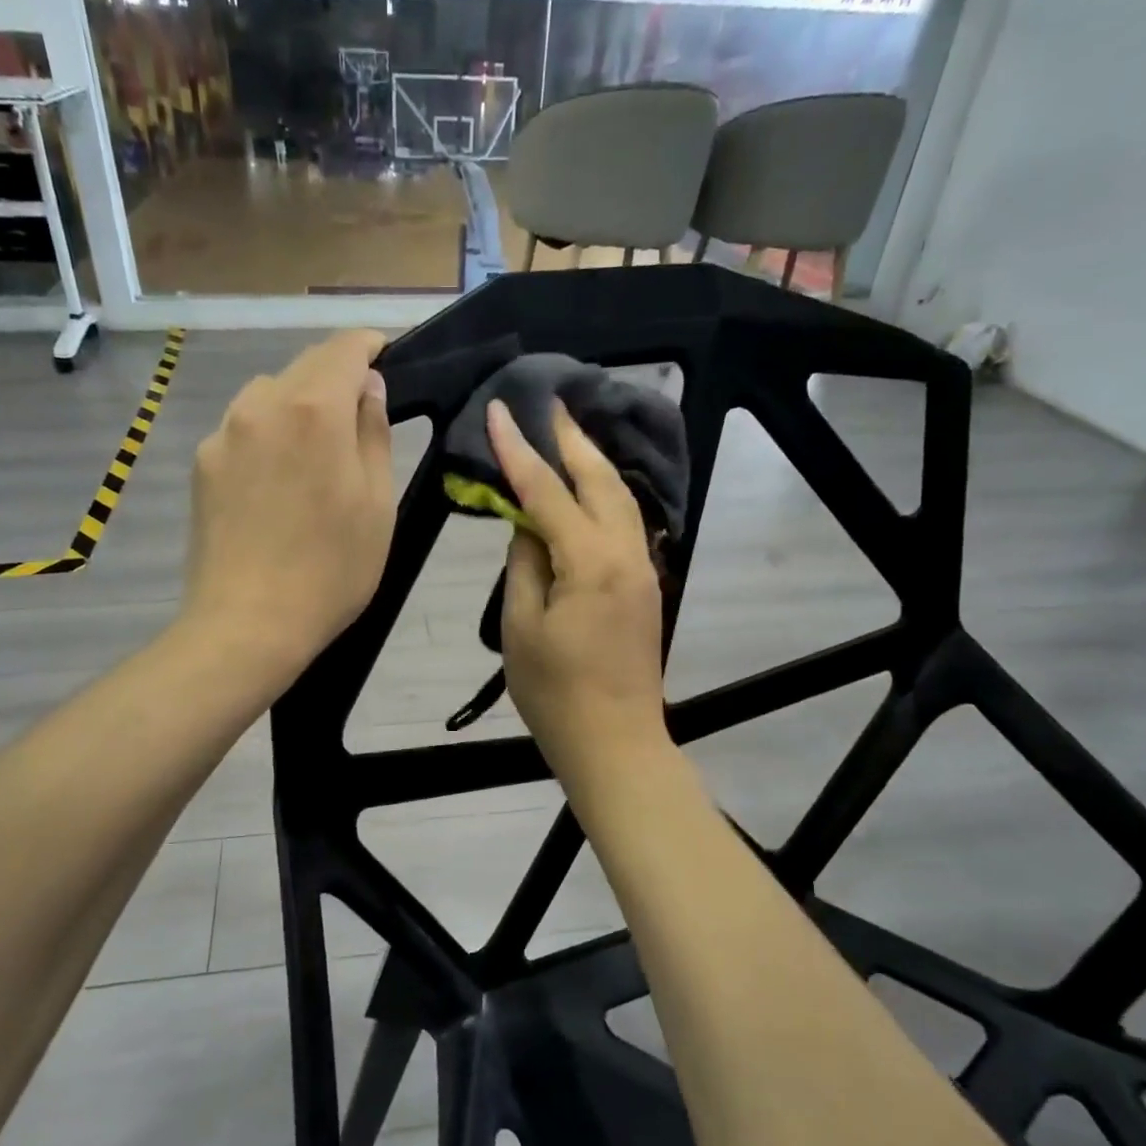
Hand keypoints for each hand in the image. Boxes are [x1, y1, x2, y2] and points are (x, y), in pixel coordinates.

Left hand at [185, 330, 394, 688]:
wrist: (248, 624)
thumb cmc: (331, 571)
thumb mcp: (377, 505)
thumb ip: (374, 434)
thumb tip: (368, 388)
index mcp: (315, 410)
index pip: (344, 348)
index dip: (369, 345)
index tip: (385, 356)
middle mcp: (263, 405)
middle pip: (304, 366)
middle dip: (336, 376)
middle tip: (359, 412)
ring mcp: (225, 433)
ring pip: (269, 394)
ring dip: (298, 405)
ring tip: (314, 452)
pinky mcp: (202, 463)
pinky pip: (243, 429)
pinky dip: (267, 435)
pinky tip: (276, 483)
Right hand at [490, 399, 668, 780]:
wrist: (615, 742)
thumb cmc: (556, 694)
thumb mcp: (522, 629)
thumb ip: (524, 567)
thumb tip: (528, 528)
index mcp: (591, 562)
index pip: (548, 493)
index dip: (520, 451)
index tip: (499, 411)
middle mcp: (626, 554)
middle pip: (599, 480)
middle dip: (571, 440)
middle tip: (549, 403)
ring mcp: (643, 569)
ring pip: (620, 498)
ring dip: (593, 462)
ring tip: (568, 434)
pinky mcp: (645, 586)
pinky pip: (626, 522)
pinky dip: (605, 493)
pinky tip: (590, 487)